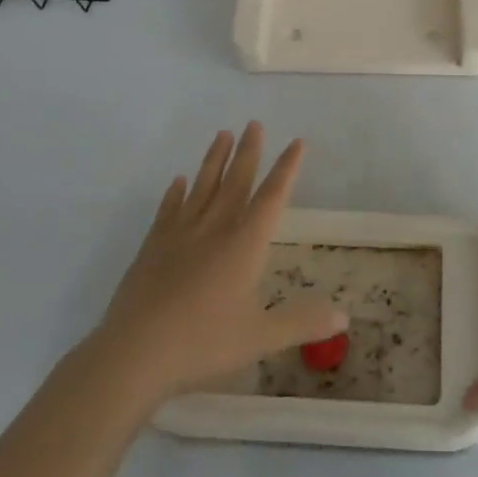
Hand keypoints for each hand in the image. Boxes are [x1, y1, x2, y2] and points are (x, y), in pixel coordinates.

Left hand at [89, 123, 345, 403]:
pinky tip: (178, 181)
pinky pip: (168, 210)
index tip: (297, 142)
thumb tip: (343, 315)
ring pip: (201, 187)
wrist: (134, 353)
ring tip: (222, 134)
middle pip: (235, 182)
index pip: (271, 197)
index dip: (287, 169)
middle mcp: (214, 230)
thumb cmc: (203, 343)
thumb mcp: (261, 337)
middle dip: (248, 152)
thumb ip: (301, 322)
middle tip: (253, 123)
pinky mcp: (152, 248)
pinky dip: (175, 193)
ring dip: (214, 160)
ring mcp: (179, 236)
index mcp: (244, 245)